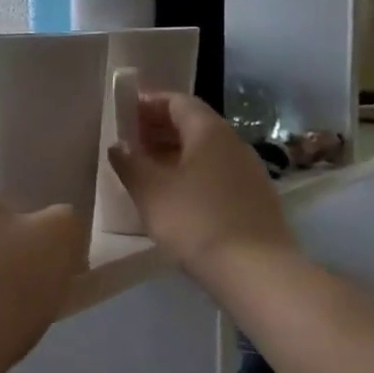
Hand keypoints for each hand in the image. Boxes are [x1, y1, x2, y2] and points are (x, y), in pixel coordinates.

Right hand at [108, 91, 294, 272]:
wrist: (255, 271)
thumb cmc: (195, 220)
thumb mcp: (149, 190)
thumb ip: (129, 163)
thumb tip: (118, 146)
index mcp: (209, 131)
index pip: (178, 101)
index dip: (149, 102)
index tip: (124, 111)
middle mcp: (233, 143)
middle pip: (193, 123)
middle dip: (159, 128)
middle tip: (130, 141)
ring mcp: (248, 171)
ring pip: (205, 150)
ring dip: (174, 152)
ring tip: (146, 169)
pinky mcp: (254, 199)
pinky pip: (216, 173)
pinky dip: (191, 173)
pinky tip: (174, 195)